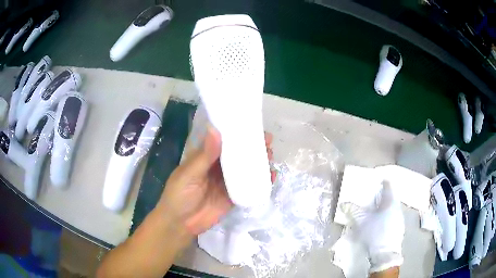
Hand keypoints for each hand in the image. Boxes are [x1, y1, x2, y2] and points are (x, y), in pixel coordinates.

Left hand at [156, 127, 275, 235]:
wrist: (181, 223)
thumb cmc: (179, 195)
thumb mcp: (189, 174)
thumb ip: (204, 155)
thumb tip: (215, 130)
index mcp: (205, 157)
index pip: (223, 141)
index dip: (237, 133)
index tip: (253, 126)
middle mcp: (218, 167)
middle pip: (237, 154)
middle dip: (252, 147)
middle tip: (268, 142)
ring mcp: (227, 182)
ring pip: (245, 168)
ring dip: (258, 162)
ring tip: (271, 156)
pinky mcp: (233, 195)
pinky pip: (248, 186)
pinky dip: (260, 181)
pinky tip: (271, 176)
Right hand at [346, 182, 403, 273]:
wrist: (385, 254)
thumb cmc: (375, 233)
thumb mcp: (361, 221)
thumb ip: (353, 210)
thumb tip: (343, 203)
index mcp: (390, 202)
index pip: (388, 185)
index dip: (382, 181)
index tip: (375, 181)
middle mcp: (397, 208)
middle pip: (390, 197)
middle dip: (381, 196)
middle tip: (371, 197)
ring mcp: (399, 219)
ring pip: (391, 208)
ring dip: (383, 208)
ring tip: (373, 212)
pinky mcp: (398, 229)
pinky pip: (392, 218)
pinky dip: (386, 217)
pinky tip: (378, 225)